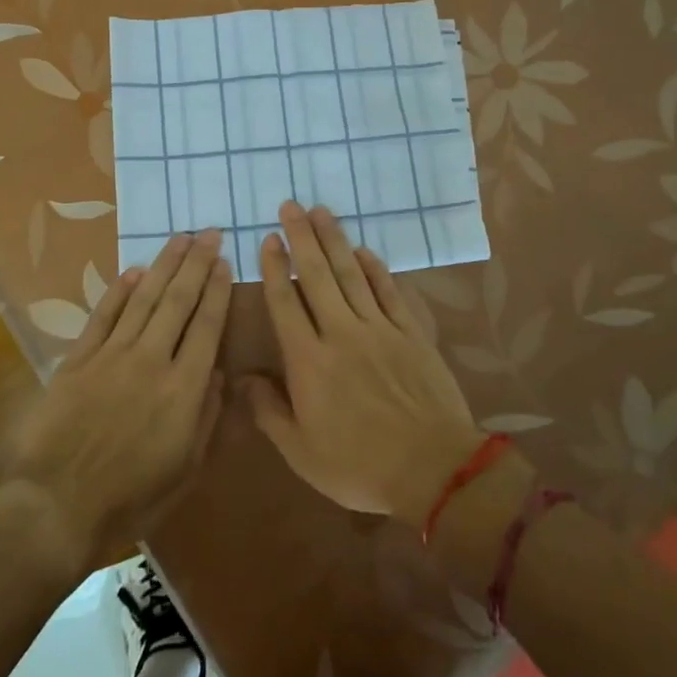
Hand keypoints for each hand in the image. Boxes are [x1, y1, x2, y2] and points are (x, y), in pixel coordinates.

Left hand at [0, 230, 231, 575]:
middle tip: (209, 233)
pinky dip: (120, 291)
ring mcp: (112, 355)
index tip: (224, 262)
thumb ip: (207, 417)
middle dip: (196, 264)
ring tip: (180, 238)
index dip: (216, 291)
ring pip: (144, 299)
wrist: (58, 505)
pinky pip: (104, 316)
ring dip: (164, 265)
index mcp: (184, 388)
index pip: (206, 326)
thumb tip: (219, 374)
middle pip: (178, 301)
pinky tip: (134, 271)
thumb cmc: (131, 497)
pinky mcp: (79, 359)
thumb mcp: (186, 469)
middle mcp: (152, 360)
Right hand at [243, 202, 484, 524]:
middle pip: (317, 276)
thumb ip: (269, 411)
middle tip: (290, 206)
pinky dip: (375, 268)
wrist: (433, 469)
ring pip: (351, 274)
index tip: (268, 239)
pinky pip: (389, 292)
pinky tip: (364, 250)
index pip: (285, 303)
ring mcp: (379, 329)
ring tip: (321, 211)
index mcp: (309, 361)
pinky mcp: (410, 333)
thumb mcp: (302, 452)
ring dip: (334, 241)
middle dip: (301, 237)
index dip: (274, 268)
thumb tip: (242, 378)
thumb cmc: (359, 466)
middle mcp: (341, 333)